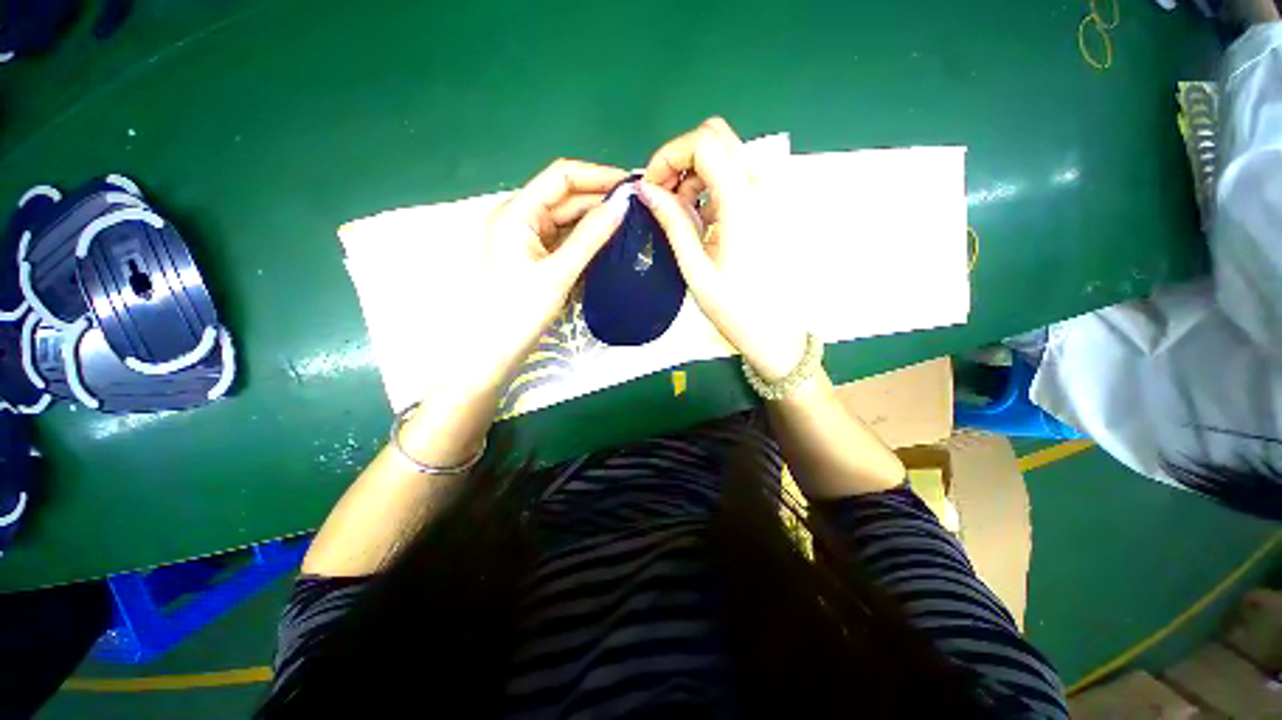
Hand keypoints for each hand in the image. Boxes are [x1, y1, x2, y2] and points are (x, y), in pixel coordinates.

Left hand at [464, 159, 628, 390]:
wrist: (495, 350)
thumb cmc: (521, 311)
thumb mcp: (559, 272)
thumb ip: (591, 236)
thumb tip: (623, 203)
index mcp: (517, 212)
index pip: (561, 177)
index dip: (597, 175)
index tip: (631, 185)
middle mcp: (520, 217)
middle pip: (565, 196)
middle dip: (599, 198)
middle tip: (637, 207)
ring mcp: (527, 237)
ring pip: (567, 217)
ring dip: (595, 218)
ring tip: (629, 221)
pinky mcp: (535, 255)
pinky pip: (564, 237)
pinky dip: (585, 237)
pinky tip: (608, 240)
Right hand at [638, 118, 808, 381]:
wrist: (775, 331)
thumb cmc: (734, 308)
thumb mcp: (695, 268)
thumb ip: (672, 222)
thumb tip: (645, 189)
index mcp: (744, 202)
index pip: (704, 143)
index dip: (668, 156)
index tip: (651, 188)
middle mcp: (764, 186)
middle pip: (716, 139)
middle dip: (680, 161)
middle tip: (663, 198)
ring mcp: (773, 193)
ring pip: (727, 153)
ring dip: (695, 174)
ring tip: (682, 215)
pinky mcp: (773, 203)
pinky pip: (738, 174)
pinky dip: (712, 185)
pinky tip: (704, 219)